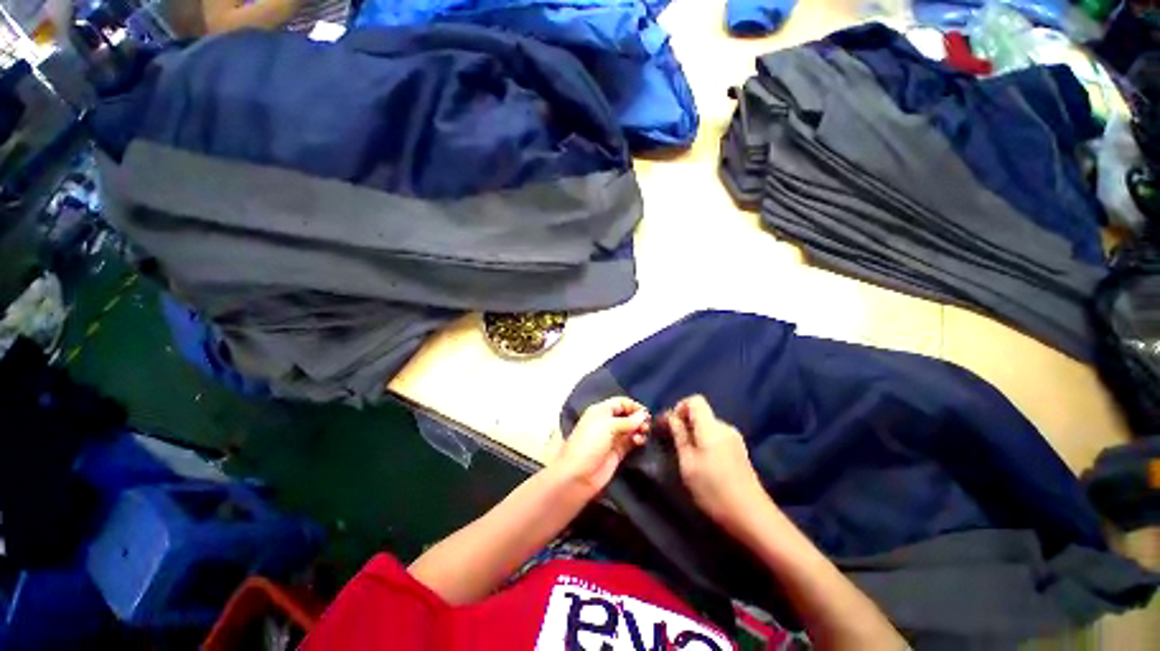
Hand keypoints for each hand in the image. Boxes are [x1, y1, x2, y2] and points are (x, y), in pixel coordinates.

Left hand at [552, 397, 649, 496]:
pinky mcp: (618, 452)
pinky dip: (637, 439)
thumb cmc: (589, 443)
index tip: (645, 412)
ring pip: (631, 428)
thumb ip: (627, 421)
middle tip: (647, 424)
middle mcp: (607, 422)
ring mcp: (613, 438)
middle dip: (638, 417)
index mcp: (601, 411)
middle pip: (627, 415)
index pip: (620, 402)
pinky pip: (631, 441)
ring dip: (639, 428)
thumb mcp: (607, 426)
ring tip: (644, 432)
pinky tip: (639, 441)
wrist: (578, 474)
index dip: (633, 405)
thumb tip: (643, 415)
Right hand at [666, 395, 770, 530]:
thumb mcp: (688, 463)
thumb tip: (671, 417)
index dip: (680, 407)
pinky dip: (706, 442)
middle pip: (701, 413)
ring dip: (695, 434)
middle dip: (685, 423)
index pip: (695, 400)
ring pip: (708, 426)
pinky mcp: (739, 450)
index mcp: (711, 427)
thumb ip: (679, 436)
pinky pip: (717, 436)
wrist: (751, 515)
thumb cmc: (713, 489)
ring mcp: (735, 439)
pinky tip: (704, 464)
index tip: (671, 426)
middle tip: (674, 443)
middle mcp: (725, 427)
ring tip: (687, 456)